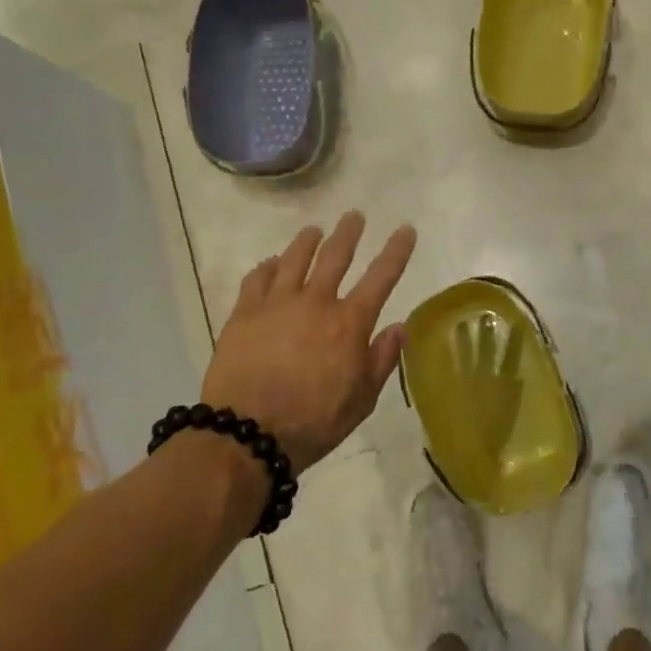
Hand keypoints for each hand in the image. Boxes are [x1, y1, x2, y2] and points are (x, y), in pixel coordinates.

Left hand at [200, 212, 417, 470]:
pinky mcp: (245, 313)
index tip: (405, 229)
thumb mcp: (361, 399)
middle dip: (348, 233)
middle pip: (335, 256)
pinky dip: (268, 266)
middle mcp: (316, 302)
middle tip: (354, 216)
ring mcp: (277, 304)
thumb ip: (382, 359)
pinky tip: (272, 263)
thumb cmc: (314, 422)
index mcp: (349, 322)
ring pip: (295, 259)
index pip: (381, 277)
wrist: (247, 435)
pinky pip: (257, 278)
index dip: (396, 251)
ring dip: (308, 241)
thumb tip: (400, 326)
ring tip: (314, 230)